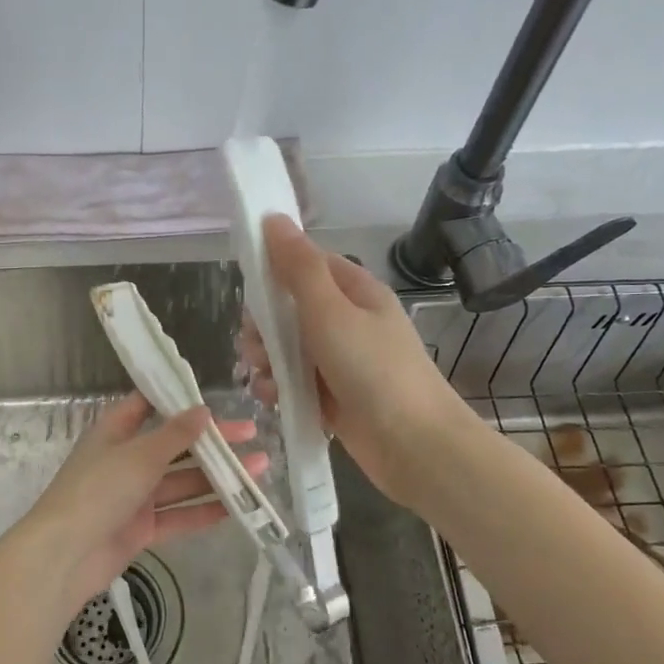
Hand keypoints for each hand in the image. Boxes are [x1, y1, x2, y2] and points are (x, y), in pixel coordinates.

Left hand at [19, 392, 266, 612]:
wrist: (65, 555)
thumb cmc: (98, 490)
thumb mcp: (139, 455)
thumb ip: (175, 434)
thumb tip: (203, 410)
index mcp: (115, 432)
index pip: (148, 406)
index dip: (179, 401)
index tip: (214, 398)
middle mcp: (125, 460)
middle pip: (174, 446)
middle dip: (212, 443)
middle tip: (252, 436)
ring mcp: (133, 496)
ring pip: (181, 482)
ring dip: (217, 477)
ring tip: (258, 470)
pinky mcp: (141, 529)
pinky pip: (178, 515)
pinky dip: (204, 511)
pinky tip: (237, 507)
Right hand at [240, 215, 471, 509]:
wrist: (414, 446)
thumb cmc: (373, 370)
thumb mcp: (330, 312)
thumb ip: (298, 267)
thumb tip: (273, 218)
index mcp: (354, 292)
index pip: (306, 264)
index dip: (274, 272)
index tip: (249, 291)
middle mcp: (347, 322)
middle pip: (290, 309)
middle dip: (264, 326)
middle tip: (255, 345)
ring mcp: (340, 361)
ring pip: (287, 348)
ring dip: (267, 359)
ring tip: (263, 378)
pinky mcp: (332, 397)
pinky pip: (294, 381)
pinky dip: (279, 387)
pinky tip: (272, 398)